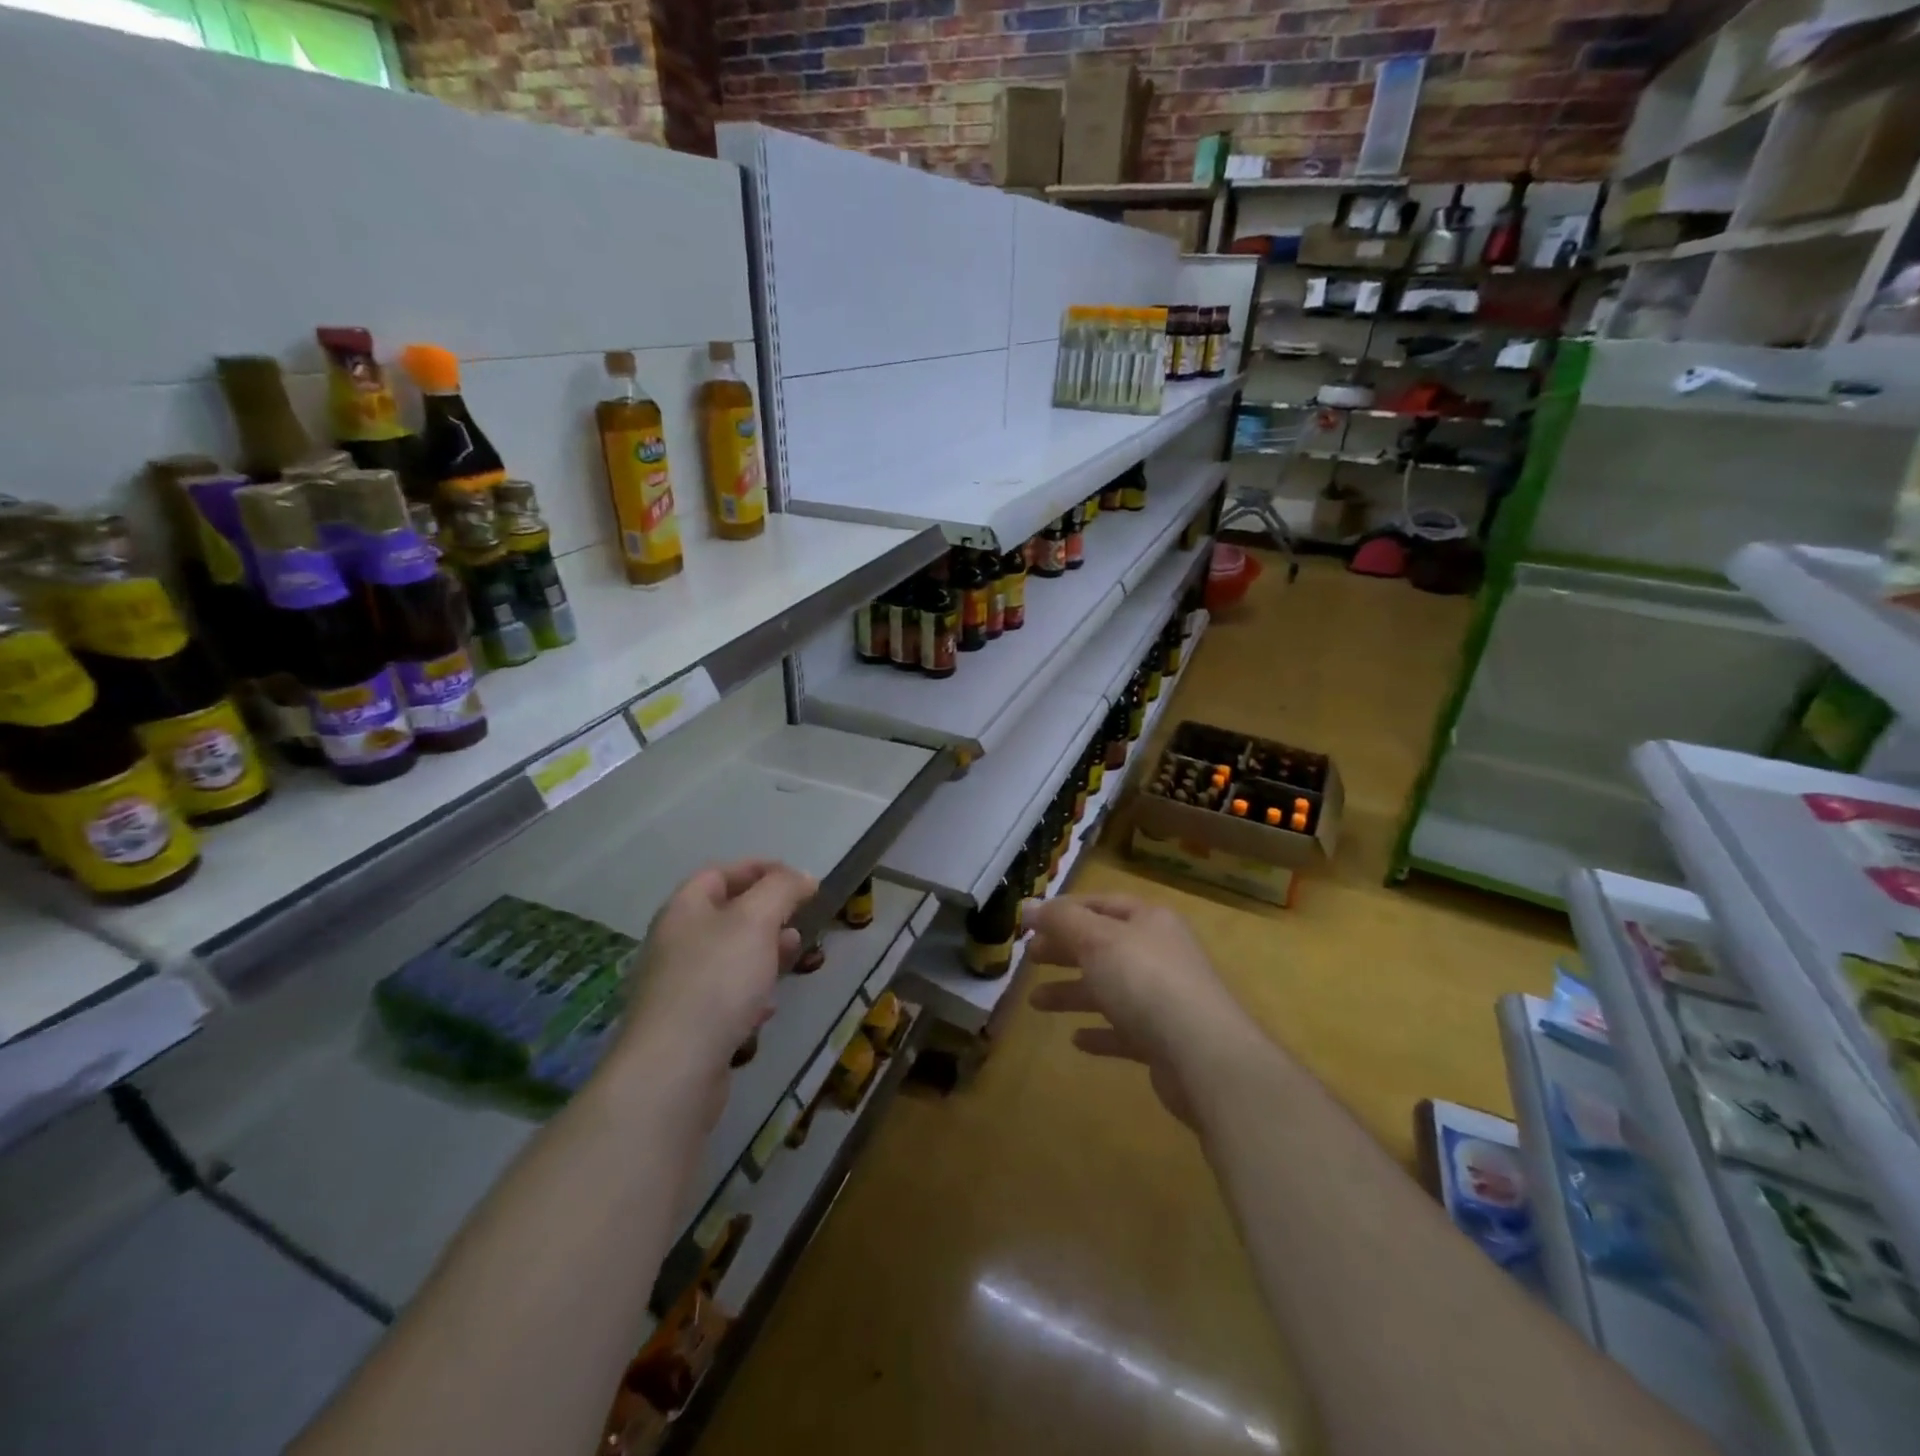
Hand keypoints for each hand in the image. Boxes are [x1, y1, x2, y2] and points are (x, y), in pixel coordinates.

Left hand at [617, 860, 815, 1108]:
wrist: (673, 1069)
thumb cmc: (717, 981)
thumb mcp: (756, 920)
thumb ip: (782, 890)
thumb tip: (804, 877)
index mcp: (683, 910)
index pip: (719, 873)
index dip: (759, 869)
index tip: (798, 879)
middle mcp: (674, 944)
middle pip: (723, 915)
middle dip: (766, 913)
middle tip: (798, 920)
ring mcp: (676, 987)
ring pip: (726, 957)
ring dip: (762, 952)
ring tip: (792, 956)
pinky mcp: (685, 1027)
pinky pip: (722, 998)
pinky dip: (749, 994)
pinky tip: (767, 1008)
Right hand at [1026, 893, 1243, 1126]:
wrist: (1203, 1055)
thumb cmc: (1145, 981)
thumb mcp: (1096, 940)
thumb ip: (1061, 921)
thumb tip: (1029, 905)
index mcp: (1149, 921)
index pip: (1101, 904)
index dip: (1065, 910)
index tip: (1030, 922)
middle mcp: (1159, 954)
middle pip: (1104, 945)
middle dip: (1065, 950)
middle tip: (1030, 958)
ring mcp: (1164, 999)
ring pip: (1110, 989)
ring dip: (1072, 992)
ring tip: (1035, 1002)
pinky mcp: (1164, 1041)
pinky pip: (1124, 1031)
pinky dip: (1100, 1032)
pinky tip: (1077, 1039)